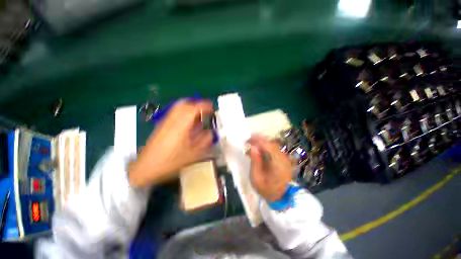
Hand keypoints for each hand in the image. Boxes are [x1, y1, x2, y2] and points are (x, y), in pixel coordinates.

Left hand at [128, 100, 213, 186]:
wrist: (146, 167)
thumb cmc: (171, 162)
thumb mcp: (193, 154)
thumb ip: (204, 141)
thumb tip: (211, 132)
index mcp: (182, 125)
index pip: (194, 108)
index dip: (205, 106)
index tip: (213, 108)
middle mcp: (173, 119)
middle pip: (185, 103)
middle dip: (198, 104)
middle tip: (206, 110)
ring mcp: (166, 121)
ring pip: (179, 106)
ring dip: (191, 107)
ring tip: (199, 114)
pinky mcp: (162, 124)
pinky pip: (175, 112)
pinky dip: (184, 111)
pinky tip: (188, 121)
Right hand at [247, 136, 292, 201]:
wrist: (281, 198)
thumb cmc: (267, 189)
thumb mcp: (256, 178)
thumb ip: (255, 161)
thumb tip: (252, 147)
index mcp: (277, 164)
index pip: (267, 146)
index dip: (257, 141)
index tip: (247, 140)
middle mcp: (283, 158)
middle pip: (271, 143)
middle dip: (259, 140)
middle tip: (248, 140)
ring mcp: (285, 158)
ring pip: (273, 145)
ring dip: (262, 143)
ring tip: (252, 143)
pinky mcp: (284, 159)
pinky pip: (274, 149)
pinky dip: (266, 147)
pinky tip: (259, 149)